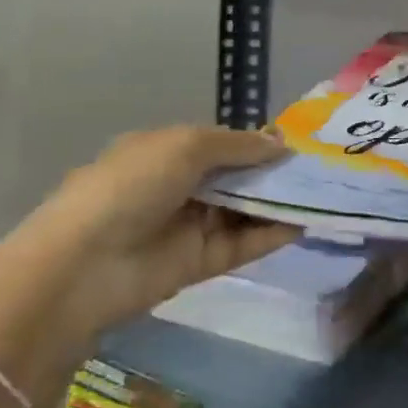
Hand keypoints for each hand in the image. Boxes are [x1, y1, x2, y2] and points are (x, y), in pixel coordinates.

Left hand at [33, 126, 298, 343]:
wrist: (84, 264)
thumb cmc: (132, 185)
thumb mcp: (185, 146)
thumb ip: (237, 146)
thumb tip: (280, 143)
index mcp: (166, 151)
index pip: (221, 144)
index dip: (256, 143)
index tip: (296, 143)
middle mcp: (178, 186)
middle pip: (235, 177)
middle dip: (272, 173)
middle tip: (320, 169)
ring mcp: (188, 226)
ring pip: (242, 210)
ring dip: (277, 202)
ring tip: (323, 194)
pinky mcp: (198, 265)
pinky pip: (241, 244)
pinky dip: (270, 234)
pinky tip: (304, 223)